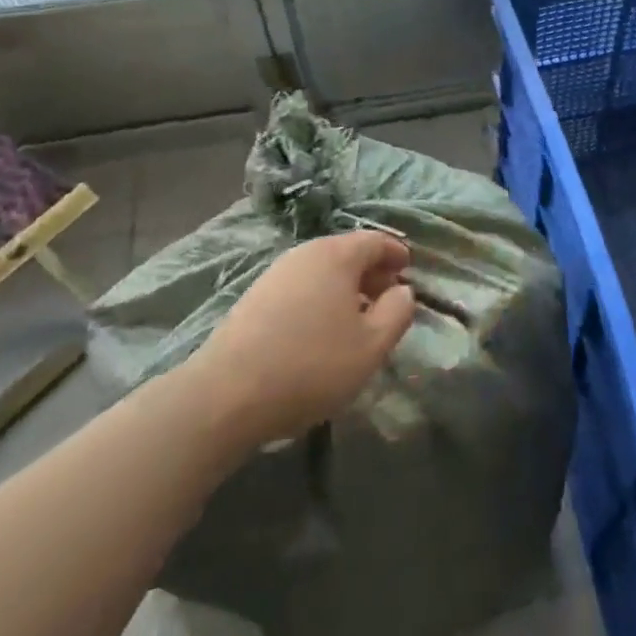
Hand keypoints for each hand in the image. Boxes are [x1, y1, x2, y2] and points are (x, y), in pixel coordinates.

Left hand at [187, 230, 415, 451]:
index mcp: (336, 255)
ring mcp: (276, 273)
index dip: (396, 253)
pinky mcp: (254, 298)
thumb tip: (402, 291)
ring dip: (344, 289)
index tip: (409, 271)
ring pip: (322, 271)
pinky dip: (319, 299)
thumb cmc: (311, 364)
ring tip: (355, 321)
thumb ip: (397, 312)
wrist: (226, 394)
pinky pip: (300, 288)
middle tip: (386, 298)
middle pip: (347, 253)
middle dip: (371, 272)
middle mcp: (305, 253)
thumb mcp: (371, 346)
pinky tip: (319, 332)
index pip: (375, 240)